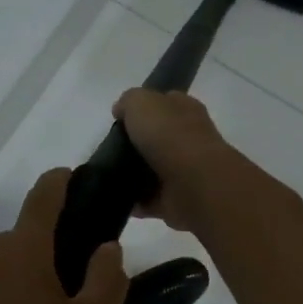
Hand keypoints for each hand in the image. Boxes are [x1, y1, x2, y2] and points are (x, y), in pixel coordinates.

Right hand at [112, 89, 235, 230]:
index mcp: (185, 110)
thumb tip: (121, 111)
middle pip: (157, 139)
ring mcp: (184, 171)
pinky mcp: (176, 199)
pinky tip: (117, 198)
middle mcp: (188, 138)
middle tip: (109, 149)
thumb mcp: (141, 102)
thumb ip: (129, 101)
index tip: (120, 119)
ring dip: (133, 175)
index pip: (164, 103)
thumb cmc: (169, 135)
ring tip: (108, 175)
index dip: (143, 108)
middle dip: (135, 145)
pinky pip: (150, 200)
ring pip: (153, 170)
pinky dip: (135, 202)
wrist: (194, 183)